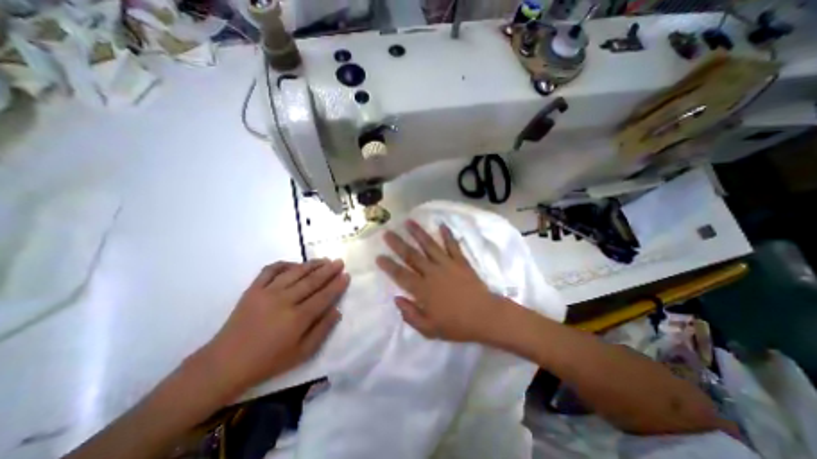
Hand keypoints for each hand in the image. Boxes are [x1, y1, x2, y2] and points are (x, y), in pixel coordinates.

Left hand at [201, 258, 349, 397]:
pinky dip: (284, 264)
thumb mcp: (302, 353)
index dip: (337, 285)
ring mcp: (267, 292)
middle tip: (340, 262)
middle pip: (312, 281)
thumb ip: (322, 330)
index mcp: (297, 318)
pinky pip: (270, 270)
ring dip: (312, 265)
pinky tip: (294, 265)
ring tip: (324, 260)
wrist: (225, 364)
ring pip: (295, 272)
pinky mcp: (253, 290)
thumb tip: (337, 310)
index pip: (324, 296)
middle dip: (329, 270)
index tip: (347, 275)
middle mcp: (284, 301)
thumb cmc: (268, 362)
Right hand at [376, 221, 503, 341]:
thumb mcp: (429, 329)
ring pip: (429, 245)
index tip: (378, 256)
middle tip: (387, 233)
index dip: (388, 266)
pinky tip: (442, 224)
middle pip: (411, 255)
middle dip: (398, 243)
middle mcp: (432, 273)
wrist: (485, 317)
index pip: (401, 275)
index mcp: (423, 290)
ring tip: (408, 221)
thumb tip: (396, 299)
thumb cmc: (457, 325)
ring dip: (418, 233)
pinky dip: (447, 234)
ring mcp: (447, 264)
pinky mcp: (460, 261)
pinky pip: (452, 245)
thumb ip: (410, 315)